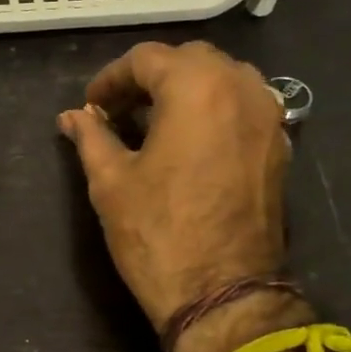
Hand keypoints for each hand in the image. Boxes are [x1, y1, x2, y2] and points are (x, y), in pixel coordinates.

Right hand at [58, 41, 286, 331]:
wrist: (221, 292)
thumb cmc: (157, 233)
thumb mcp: (111, 181)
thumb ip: (91, 138)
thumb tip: (71, 117)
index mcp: (197, 88)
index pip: (147, 59)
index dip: (110, 79)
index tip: (91, 107)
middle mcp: (241, 88)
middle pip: (190, 61)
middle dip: (150, 78)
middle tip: (119, 111)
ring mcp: (268, 117)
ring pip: (223, 78)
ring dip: (185, 89)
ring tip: (153, 122)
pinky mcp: (279, 146)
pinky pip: (243, 106)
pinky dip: (213, 109)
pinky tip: (188, 141)